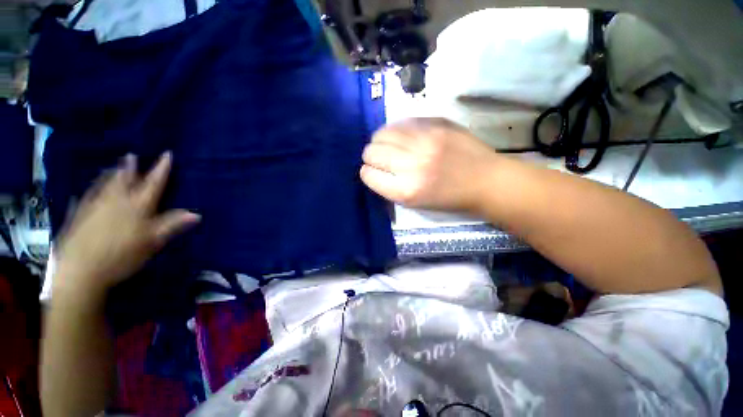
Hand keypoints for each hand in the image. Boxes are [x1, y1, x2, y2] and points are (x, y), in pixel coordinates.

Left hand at [53, 152, 200, 298]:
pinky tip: (83, 193)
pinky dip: (88, 193)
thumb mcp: (152, 242)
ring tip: (112, 167)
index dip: (161, 169)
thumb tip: (196, 214)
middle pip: (124, 181)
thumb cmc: (121, 255)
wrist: (81, 270)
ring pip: (104, 186)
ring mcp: (95, 207)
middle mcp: (116, 202)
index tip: (167, 154)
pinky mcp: (79, 217)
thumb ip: (172, 225)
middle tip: (131, 155)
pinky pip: (85, 200)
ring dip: (110, 175)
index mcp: (137, 207)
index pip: (153, 184)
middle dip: (130, 168)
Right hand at [360, 118, 498, 211]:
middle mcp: (412, 165)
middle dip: (370, 156)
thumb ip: (391, 188)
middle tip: (380, 158)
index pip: (368, 175)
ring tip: (389, 145)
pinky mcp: (435, 124)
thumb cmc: (449, 198)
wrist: (485, 180)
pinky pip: (401, 122)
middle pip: (371, 152)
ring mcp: (424, 141)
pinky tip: (402, 135)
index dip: (368, 173)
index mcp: (407, 191)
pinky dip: (396, 129)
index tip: (372, 172)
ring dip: (380, 140)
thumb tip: (373, 170)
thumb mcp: (416, 204)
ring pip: (382, 133)